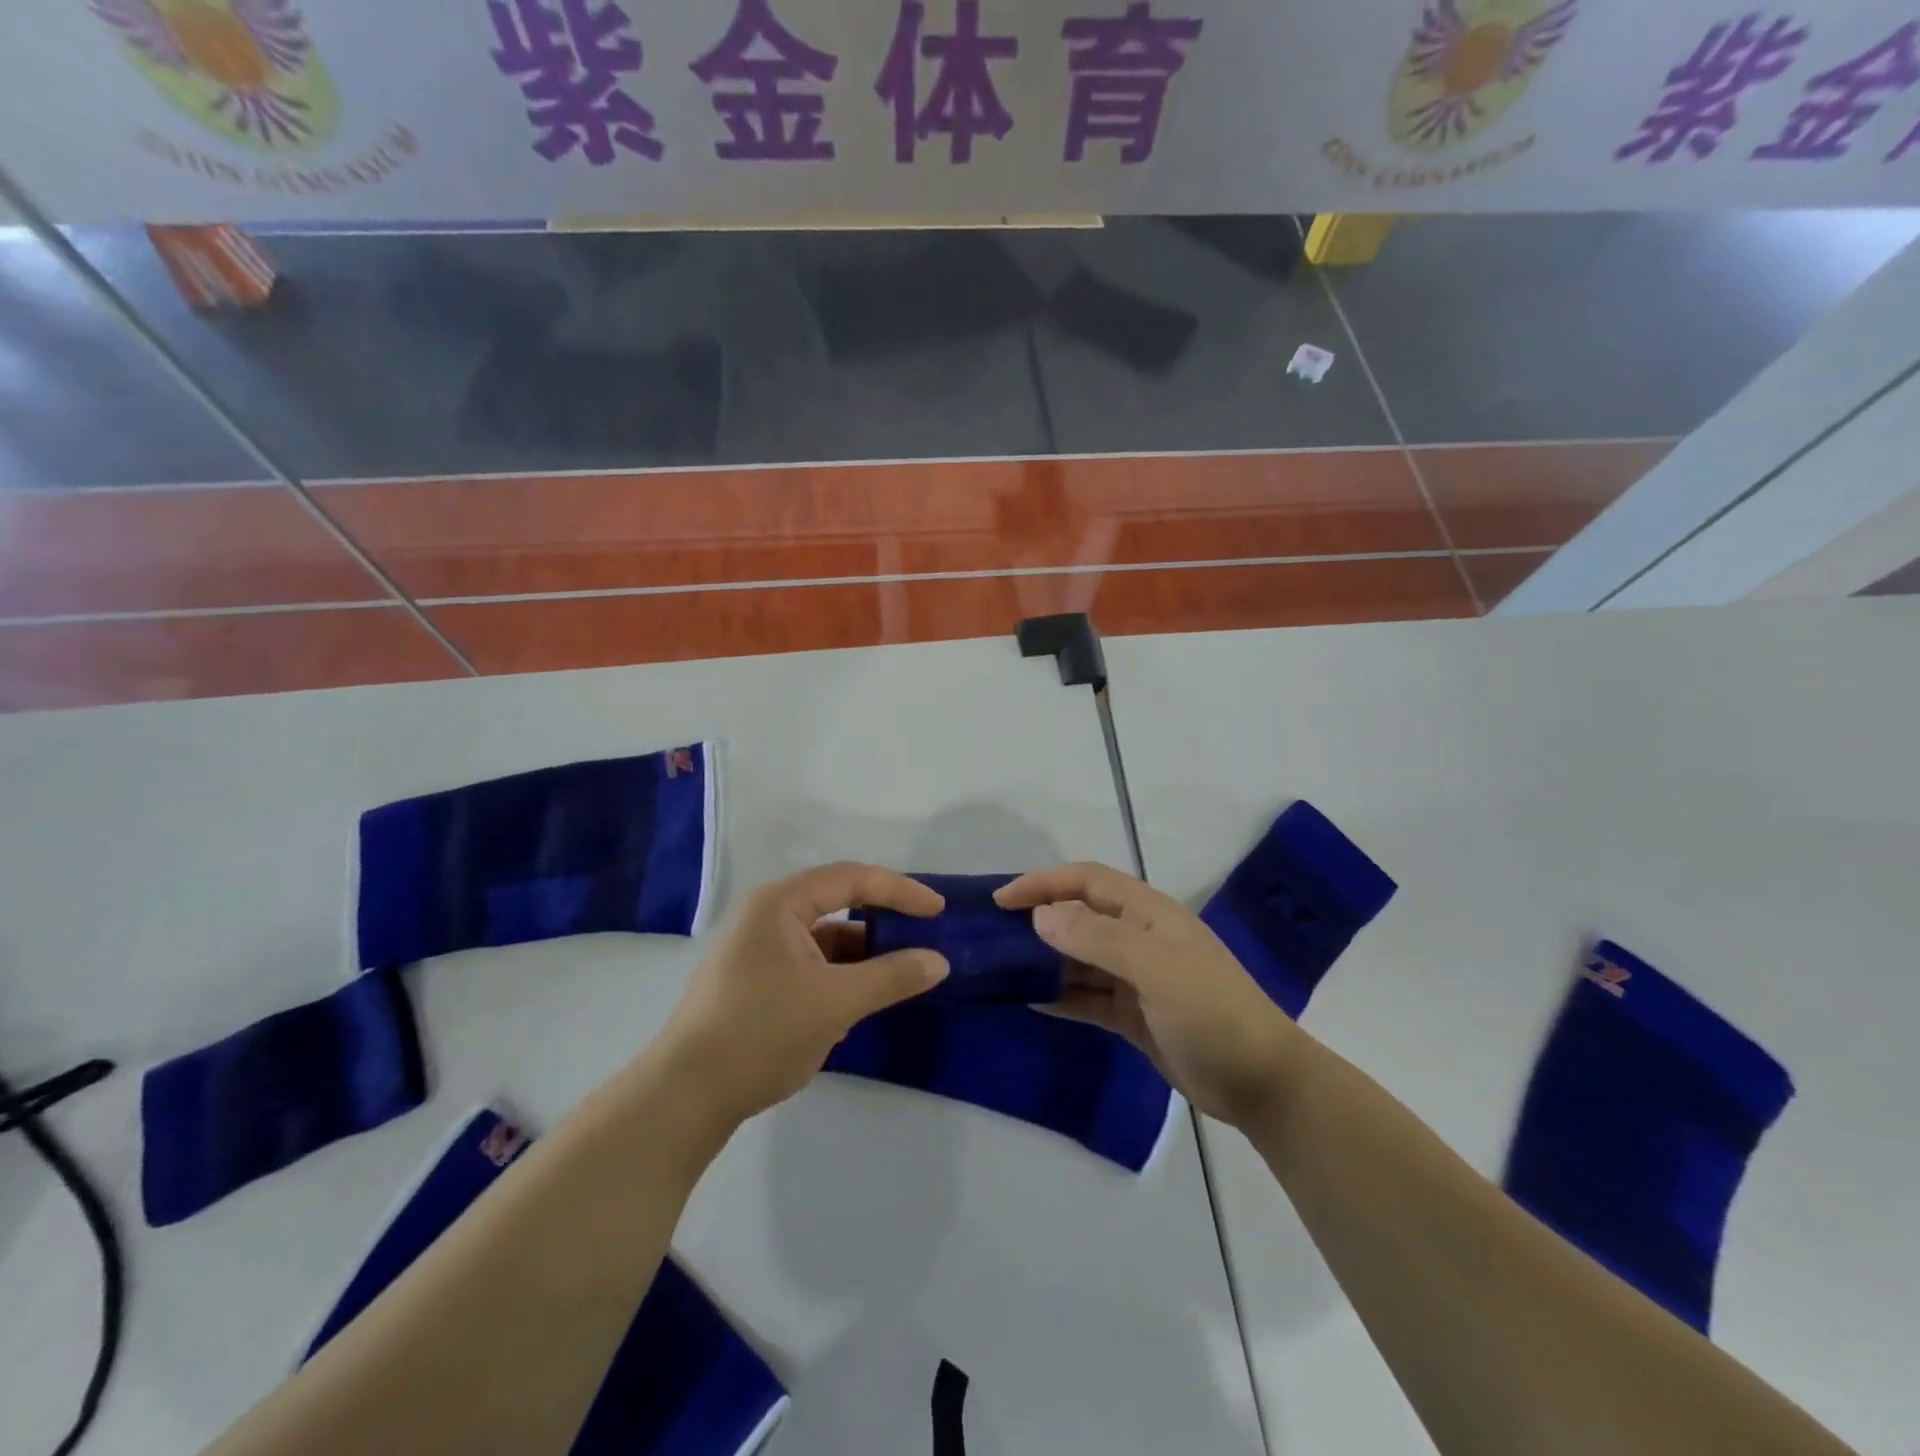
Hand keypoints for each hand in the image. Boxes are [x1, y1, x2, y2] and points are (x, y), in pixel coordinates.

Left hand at [660, 863, 948, 1124]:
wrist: (685, 1096)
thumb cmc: (761, 1032)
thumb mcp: (836, 1003)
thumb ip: (891, 977)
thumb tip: (939, 962)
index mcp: (780, 904)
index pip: (852, 879)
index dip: (899, 890)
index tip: (938, 910)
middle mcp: (767, 916)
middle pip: (838, 904)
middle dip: (882, 921)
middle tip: (923, 936)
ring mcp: (759, 950)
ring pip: (825, 939)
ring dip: (862, 954)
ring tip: (900, 974)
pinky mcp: (757, 981)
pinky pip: (811, 964)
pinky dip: (840, 976)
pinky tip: (860, 1001)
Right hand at [996, 862, 1302, 1128]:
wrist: (1261, 1082)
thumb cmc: (1211, 1012)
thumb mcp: (1155, 968)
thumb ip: (1097, 938)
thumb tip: (1040, 916)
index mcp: (1147, 913)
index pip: (1086, 881)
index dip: (1043, 884)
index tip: (1001, 900)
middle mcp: (1138, 937)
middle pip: (1079, 916)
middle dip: (1038, 919)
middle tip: (992, 934)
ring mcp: (1135, 977)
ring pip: (1078, 958)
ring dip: (1044, 959)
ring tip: (1001, 967)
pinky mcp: (1132, 1013)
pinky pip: (1086, 996)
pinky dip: (1060, 995)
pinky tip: (1029, 999)